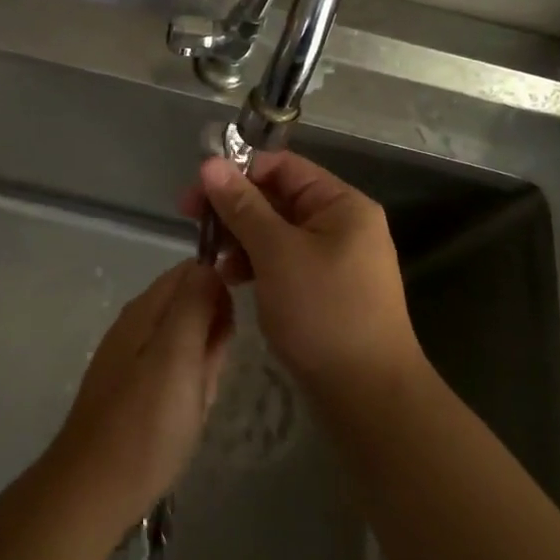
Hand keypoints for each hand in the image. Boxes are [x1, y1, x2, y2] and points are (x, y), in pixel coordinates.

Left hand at [46, 261, 232, 532]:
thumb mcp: (177, 355)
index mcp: (145, 310)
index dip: (219, 288)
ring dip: (204, 368)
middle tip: (210, 373)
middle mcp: (136, 326)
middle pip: (191, 307)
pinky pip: (177, 375)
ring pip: (188, 345)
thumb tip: (209, 265)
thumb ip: (194, 305)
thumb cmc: (145, 422)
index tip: (234, 322)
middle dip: (213, 336)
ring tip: (199, 400)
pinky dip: (191, 391)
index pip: (190, 272)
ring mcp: (134, 360)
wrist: (96, 490)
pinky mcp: (136, 391)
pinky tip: (188, 416)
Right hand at [179, 152, 420, 394]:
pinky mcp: (324, 289)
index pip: (283, 167)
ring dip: (241, 238)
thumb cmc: (323, 313)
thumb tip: (210, 163)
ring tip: (212, 259)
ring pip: (277, 232)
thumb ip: (242, 206)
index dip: (238, 172)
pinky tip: (232, 279)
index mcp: (341, 204)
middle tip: (192, 222)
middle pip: (278, 198)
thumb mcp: (276, 253)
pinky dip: (256, 264)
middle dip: (234, 207)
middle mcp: (341, 224)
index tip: (197, 191)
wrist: (367, 396)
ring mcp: (335, 259)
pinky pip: (283, 261)